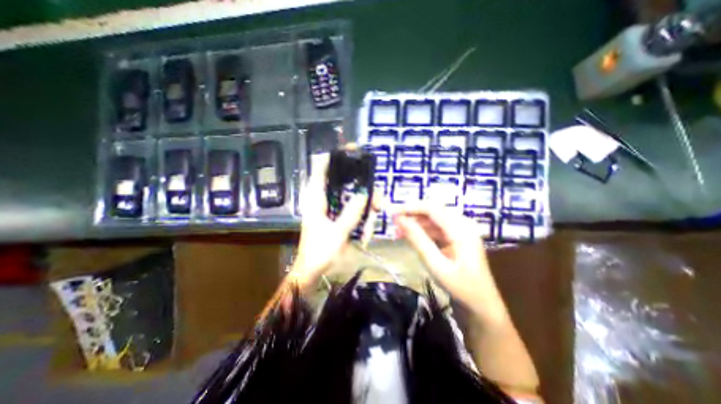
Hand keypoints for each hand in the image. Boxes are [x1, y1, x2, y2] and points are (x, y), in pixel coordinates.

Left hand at [291, 153, 371, 287]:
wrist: (312, 272)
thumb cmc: (319, 253)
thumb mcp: (337, 233)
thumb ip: (351, 213)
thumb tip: (364, 194)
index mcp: (316, 199)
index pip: (321, 169)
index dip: (334, 156)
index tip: (351, 150)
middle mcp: (322, 200)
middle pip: (342, 182)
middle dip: (360, 186)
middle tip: (376, 197)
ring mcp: (330, 209)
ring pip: (350, 196)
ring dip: (365, 204)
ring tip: (377, 213)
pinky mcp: (336, 217)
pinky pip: (352, 209)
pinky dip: (362, 214)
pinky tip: (368, 226)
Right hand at [392, 204, 508, 323]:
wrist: (481, 306)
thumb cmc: (461, 288)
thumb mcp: (436, 265)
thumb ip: (418, 240)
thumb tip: (399, 220)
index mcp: (461, 229)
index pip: (432, 208)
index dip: (410, 207)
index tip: (392, 212)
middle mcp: (462, 224)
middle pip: (432, 212)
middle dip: (411, 215)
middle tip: (392, 223)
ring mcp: (460, 231)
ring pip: (432, 220)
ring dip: (415, 224)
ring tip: (397, 231)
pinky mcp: (456, 238)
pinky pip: (436, 229)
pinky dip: (422, 231)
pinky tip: (409, 236)